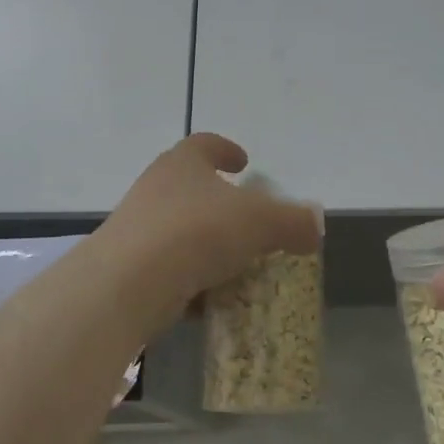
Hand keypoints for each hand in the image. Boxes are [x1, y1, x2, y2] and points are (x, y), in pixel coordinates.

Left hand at [101, 134, 322, 307]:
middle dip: (218, 202)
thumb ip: (293, 221)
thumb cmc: (197, 232)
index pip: (205, 144)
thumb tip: (315, 226)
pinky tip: (210, 299)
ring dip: (205, 243)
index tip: (244, 163)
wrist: (128, 284)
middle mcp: (156, 189)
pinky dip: (190, 279)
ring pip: (178, 229)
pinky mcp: (128, 268)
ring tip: (234, 263)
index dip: (226, 149)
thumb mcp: (261, 222)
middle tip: (246, 218)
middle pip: (190, 186)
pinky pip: (168, 268)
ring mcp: (137, 228)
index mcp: (184, 164)